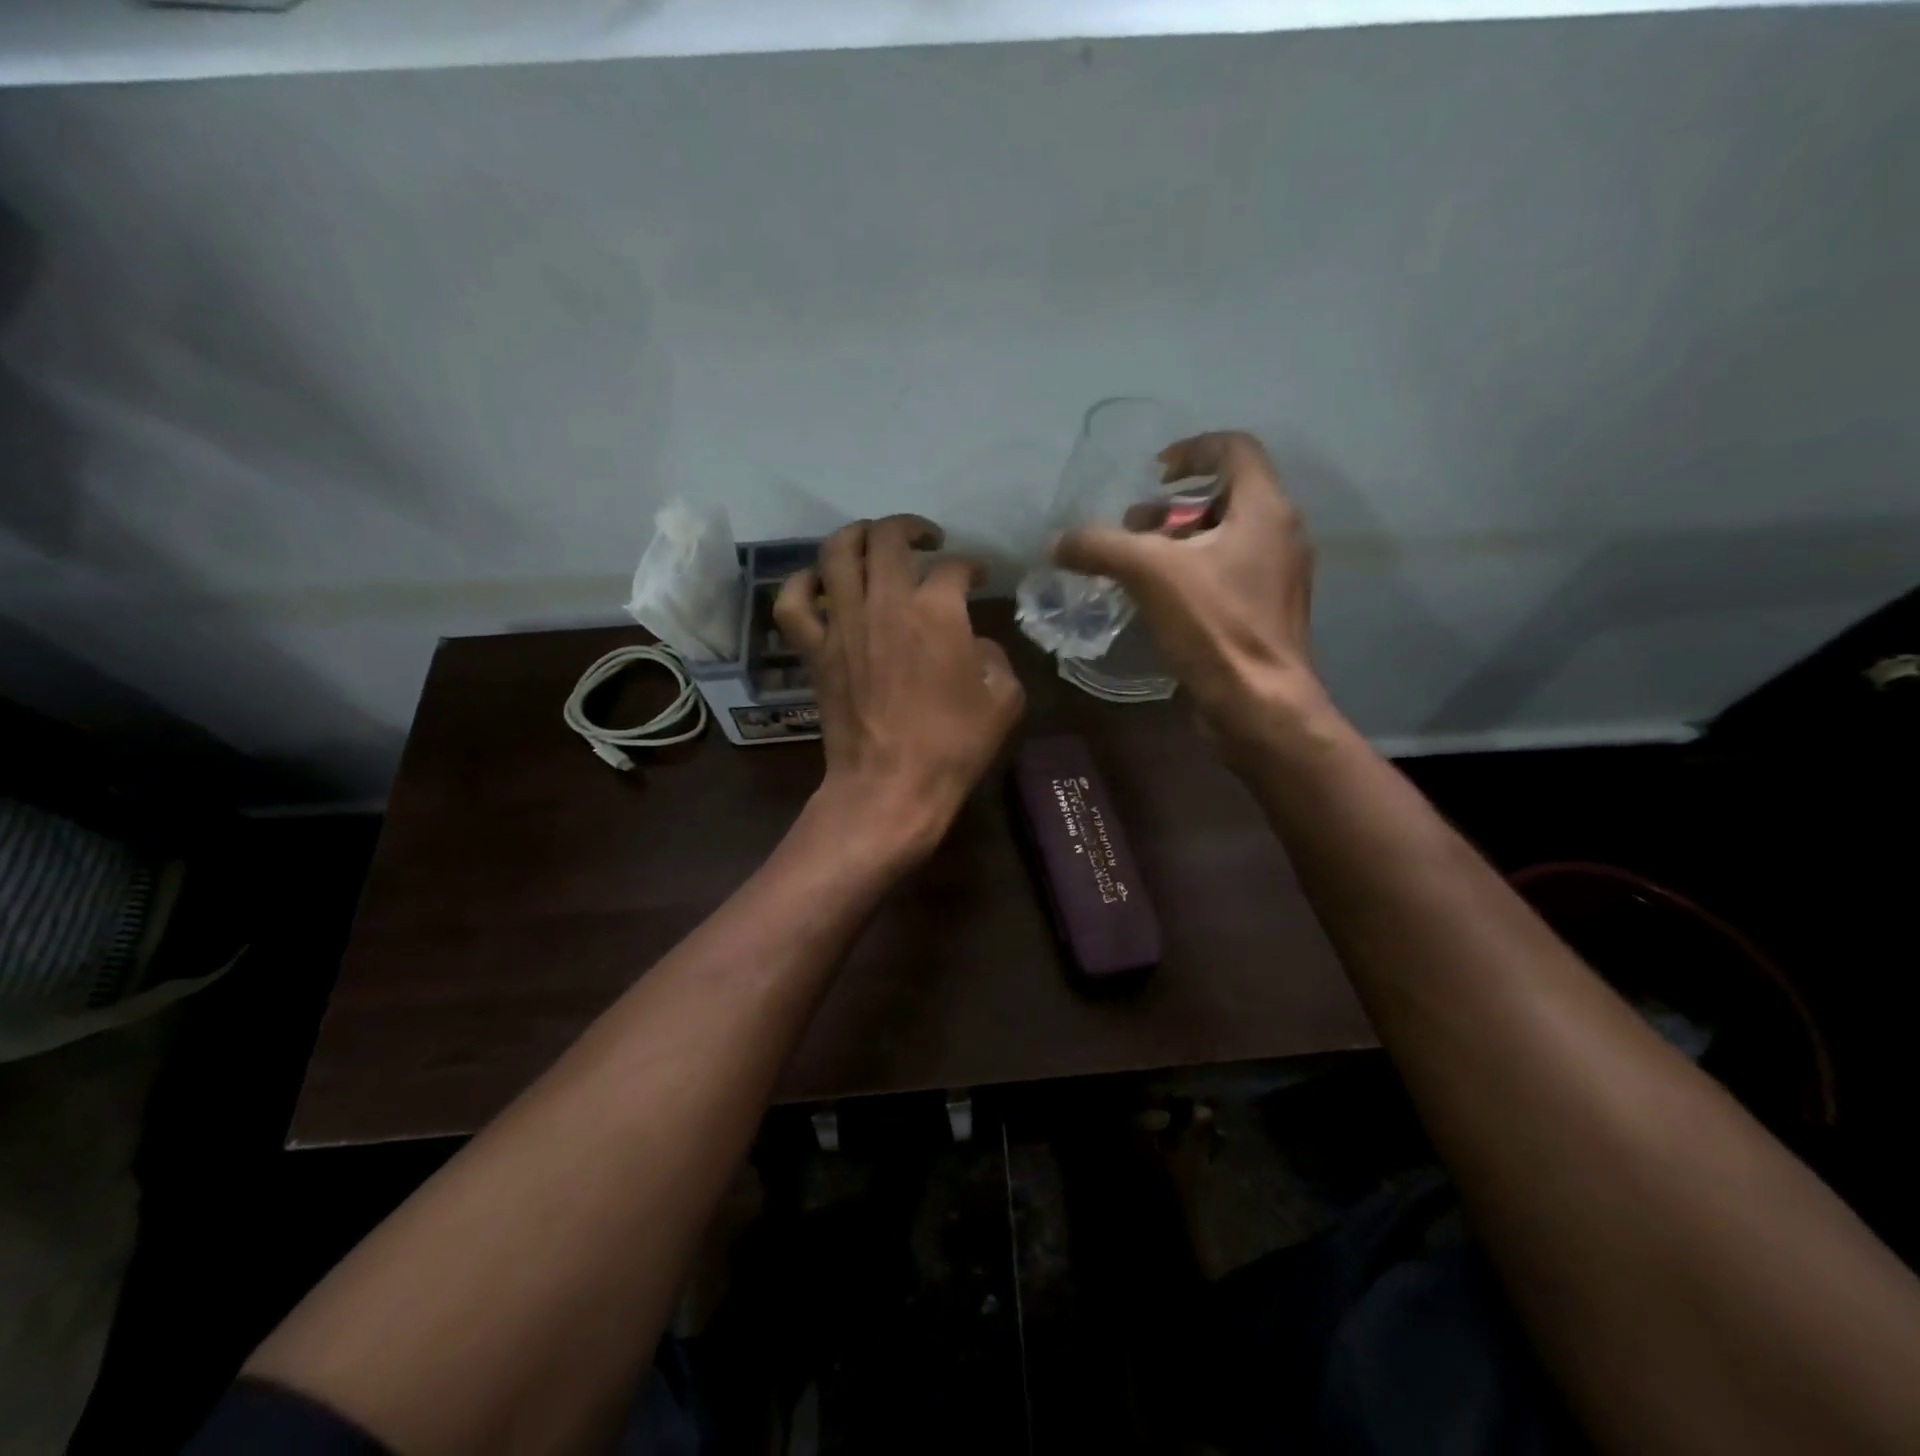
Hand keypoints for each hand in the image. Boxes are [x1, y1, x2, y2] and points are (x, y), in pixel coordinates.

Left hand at [775, 515, 1024, 857]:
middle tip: (926, 541)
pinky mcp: (815, 650)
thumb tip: (972, 644)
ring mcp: (843, 623)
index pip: (954, 567)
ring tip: (874, 542)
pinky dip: (801, 584)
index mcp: (938, 611)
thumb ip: (994, 657)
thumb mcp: (1003, 700)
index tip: (978, 577)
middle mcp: (886, 602)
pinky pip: (793, 603)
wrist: (890, 785)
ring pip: (837, 552)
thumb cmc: (952, 747)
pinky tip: (817, 582)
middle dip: (911, 528)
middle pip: (889, 537)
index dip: (971, 566)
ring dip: (858, 535)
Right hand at [1052, 431, 1323, 747]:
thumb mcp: (1150, 574)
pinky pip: (1224, 575)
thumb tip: (1057, 542)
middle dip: (1173, 507)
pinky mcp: (1264, 614)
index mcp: (1265, 510)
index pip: (1235, 450)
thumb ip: (1101, 548)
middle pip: (1225, 497)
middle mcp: (1279, 536)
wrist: (1259, 706)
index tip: (1154, 472)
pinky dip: (1189, 574)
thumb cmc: (1215, 627)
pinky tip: (1155, 601)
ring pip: (1223, 539)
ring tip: (1135, 566)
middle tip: (1132, 528)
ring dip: (1177, 543)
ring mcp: (1275, 578)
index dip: (1192, 449)